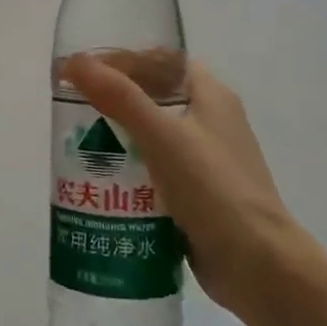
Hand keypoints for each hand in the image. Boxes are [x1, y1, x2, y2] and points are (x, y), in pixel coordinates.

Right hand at [62, 56, 301, 307]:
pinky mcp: (195, 195)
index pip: (163, 61)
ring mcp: (204, 161)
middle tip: (70, 112)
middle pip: (153, 98)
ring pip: (150, 137)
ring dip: (114, 139)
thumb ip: (118, 97)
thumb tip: (73, 62)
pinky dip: (126, 172)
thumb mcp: (162, 136)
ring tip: (75, 147)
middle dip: (111, 102)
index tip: (83, 71)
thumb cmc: (213, 189)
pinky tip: (98, 183)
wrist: (256, 265)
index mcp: (212, 96)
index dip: (123, 60)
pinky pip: (153, 172)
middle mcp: (210, 122)